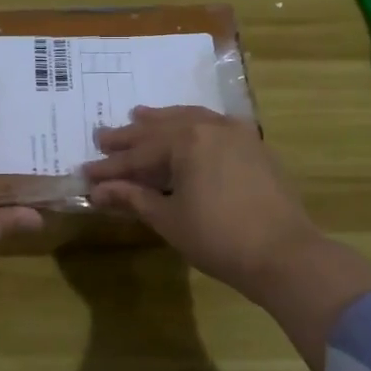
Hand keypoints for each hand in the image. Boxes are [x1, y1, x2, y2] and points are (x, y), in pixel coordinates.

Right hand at [82, 106, 324, 301]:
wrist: (284, 254)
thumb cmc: (218, 238)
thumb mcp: (169, 219)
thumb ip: (133, 198)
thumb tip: (98, 191)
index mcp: (187, 140)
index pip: (138, 153)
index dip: (110, 166)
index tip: (85, 172)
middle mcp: (211, 126)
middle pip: (162, 129)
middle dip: (131, 137)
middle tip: (103, 137)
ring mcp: (237, 133)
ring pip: (190, 119)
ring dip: (162, 121)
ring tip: (138, 116)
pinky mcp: (254, 146)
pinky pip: (213, 126)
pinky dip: (191, 127)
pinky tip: (185, 130)